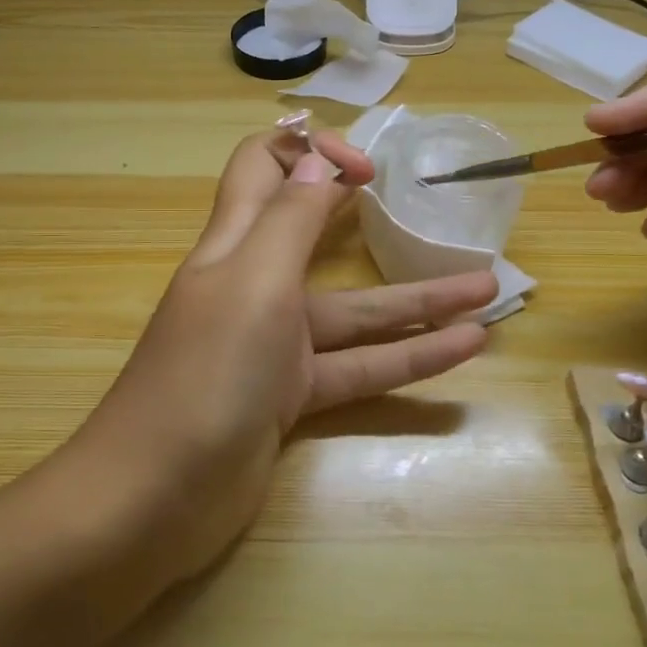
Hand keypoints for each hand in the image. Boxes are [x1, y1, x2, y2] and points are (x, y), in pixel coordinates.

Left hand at [84, 123, 496, 580]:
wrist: (157, 495)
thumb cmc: (207, 372)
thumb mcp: (253, 282)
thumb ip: (289, 218)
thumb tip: (316, 157)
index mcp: (233, 244)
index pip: (261, 169)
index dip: (309, 152)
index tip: (367, 168)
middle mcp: (253, 284)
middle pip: (312, 233)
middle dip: (364, 211)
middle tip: (422, 199)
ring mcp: (274, 344)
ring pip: (354, 311)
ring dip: (418, 301)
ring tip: (489, 289)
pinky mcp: (291, 397)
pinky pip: (358, 367)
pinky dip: (409, 358)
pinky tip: (465, 349)